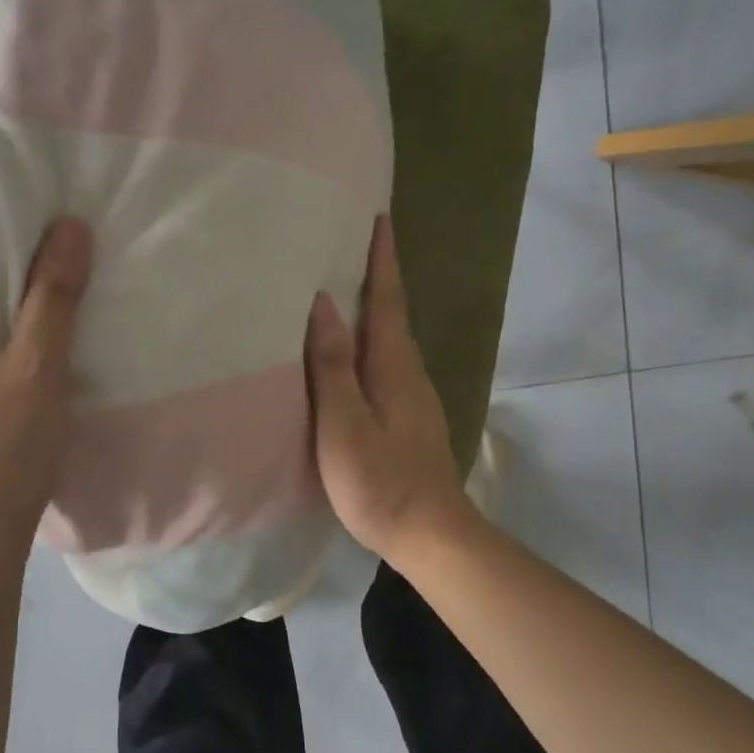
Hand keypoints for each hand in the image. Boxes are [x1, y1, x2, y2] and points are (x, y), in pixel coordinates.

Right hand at [304, 215, 467, 560]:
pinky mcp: (408, 419)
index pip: (388, 300)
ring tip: (344, 291)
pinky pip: (385, 364)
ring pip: (390, 341)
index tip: (379, 217)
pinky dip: (369, 343)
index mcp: (394, 366)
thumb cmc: (380, 479)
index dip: (383, 260)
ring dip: (374, 309)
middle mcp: (410, 373)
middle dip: (379, 276)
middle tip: (352, 245)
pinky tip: (350, 354)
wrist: (429, 534)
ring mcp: (413, 398)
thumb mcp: (345, 423)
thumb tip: (324, 304)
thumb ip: (332, 365)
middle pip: (393, 314)